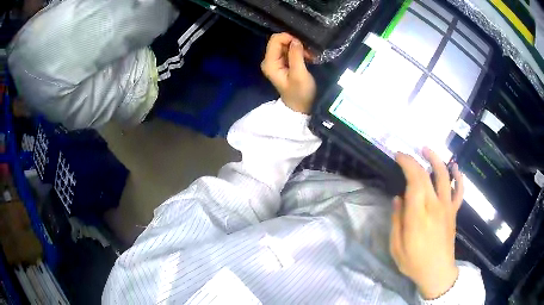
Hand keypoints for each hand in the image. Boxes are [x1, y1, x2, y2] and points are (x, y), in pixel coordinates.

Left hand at [261, 33, 315, 113]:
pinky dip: (299, 52)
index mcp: (270, 63)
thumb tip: (295, 40)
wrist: (300, 107)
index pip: (275, 40)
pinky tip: (307, 58)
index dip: (289, 38)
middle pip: (280, 41)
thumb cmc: (300, 93)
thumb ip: (296, 55)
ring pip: (286, 45)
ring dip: (299, 48)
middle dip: (295, 43)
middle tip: (309, 53)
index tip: (303, 46)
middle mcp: (269, 60)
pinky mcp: (282, 63)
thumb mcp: (299, 74)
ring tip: (310, 57)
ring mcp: (275, 62)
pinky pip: (289, 51)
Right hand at [390, 147, 463, 299]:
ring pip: (445, 177)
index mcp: (418, 215)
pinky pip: (459, 191)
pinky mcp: (454, 212)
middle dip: (416, 160)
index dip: (407, 164)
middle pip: (427, 175)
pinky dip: (459, 178)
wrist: (437, 273)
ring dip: (437, 160)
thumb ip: (396, 221)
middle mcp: (435, 206)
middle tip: (405, 154)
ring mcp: (447, 208)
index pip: (414, 181)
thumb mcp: (397, 247)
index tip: (398, 156)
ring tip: (428, 150)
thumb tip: (397, 199)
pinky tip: (455, 169)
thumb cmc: (414, 262)